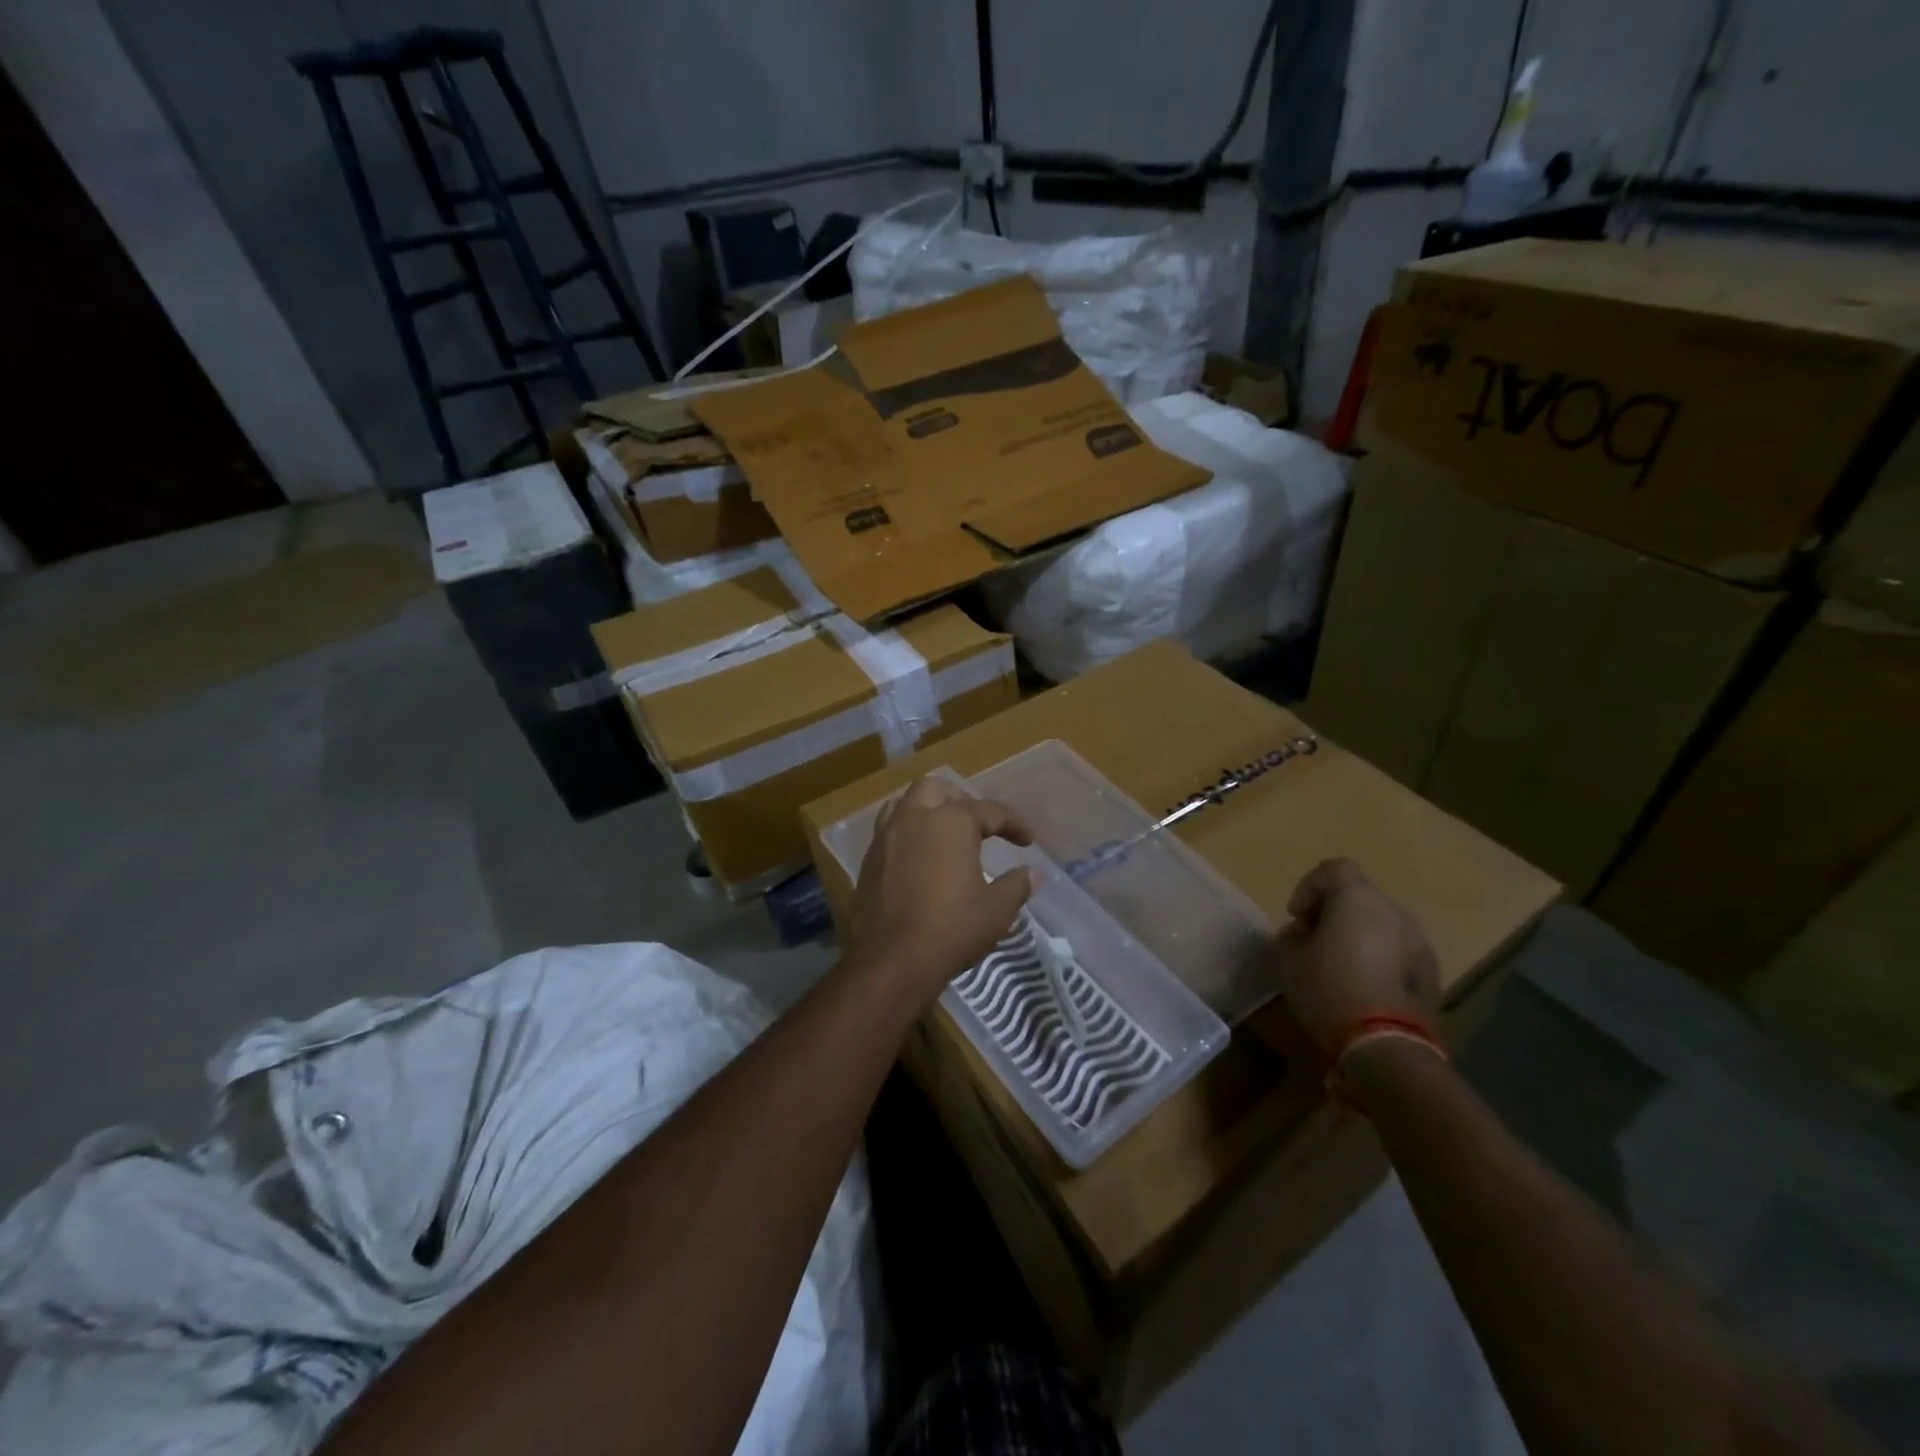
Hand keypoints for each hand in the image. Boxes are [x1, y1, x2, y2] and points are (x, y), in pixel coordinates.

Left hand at [844, 777, 1034, 1011]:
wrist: (893, 960)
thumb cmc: (952, 928)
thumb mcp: (996, 910)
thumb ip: (1016, 885)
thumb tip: (1032, 874)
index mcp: (950, 822)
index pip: (989, 811)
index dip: (1013, 824)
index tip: (1028, 841)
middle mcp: (914, 818)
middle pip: (937, 790)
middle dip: (961, 800)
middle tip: (979, 824)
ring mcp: (886, 838)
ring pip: (905, 805)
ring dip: (927, 810)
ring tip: (944, 833)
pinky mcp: (868, 861)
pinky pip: (889, 832)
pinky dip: (908, 834)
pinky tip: (920, 858)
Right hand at [1272, 858, 1439, 1053]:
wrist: (1384, 1043)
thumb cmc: (1329, 989)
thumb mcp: (1289, 961)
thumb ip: (1291, 938)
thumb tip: (1299, 935)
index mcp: (1358, 900)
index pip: (1334, 869)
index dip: (1309, 887)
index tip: (1296, 917)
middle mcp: (1395, 912)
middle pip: (1360, 897)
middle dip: (1333, 913)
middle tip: (1313, 941)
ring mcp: (1419, 943)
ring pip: (1381, 925)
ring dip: (1358, 936)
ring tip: (1338, 966)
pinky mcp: (1432, 974)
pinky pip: (1397, 952)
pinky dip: (1379, 958)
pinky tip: (1362, 985)